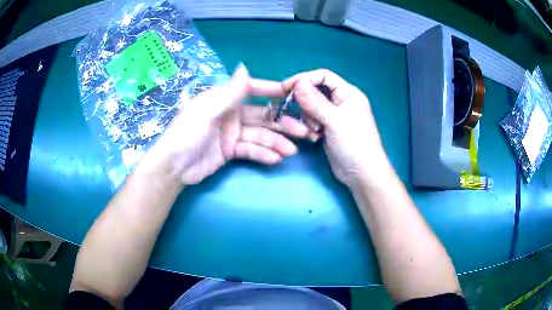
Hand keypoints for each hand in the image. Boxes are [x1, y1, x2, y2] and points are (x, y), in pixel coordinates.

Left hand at [143, 65, 310, 184]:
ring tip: (291, 151)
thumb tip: (244, 67)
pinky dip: (263, 154)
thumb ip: (229, 93)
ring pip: (259, 135)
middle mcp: (230, 113)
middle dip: (281, 123)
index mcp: (222, 100)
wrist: (173, 168)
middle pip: (261, 116)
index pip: (251, 90)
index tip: (291, 95)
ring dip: (275, 142)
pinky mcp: (231, 150)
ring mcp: (231, 133)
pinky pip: (250, 150)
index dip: (271, 91)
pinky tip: (275, 159)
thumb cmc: (186, 135)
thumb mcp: (207, 112)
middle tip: (303, 131)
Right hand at [283, 69, 391, 188]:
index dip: (305, 78)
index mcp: (348, 93)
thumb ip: (315, 101)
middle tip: (306, 118)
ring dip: (308, 118)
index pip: (323, 76)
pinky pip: (312, 121)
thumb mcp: (335, 120)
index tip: (286, 87)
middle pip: (315, 91)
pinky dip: (310, 127)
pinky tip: (315, 138)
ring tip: (315, 132)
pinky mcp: (328, 129)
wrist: (361, 174)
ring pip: (311, 107)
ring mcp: (334, 116)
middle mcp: (341, 101)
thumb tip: (298, 83)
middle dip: (306, 104)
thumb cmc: (354, 144)